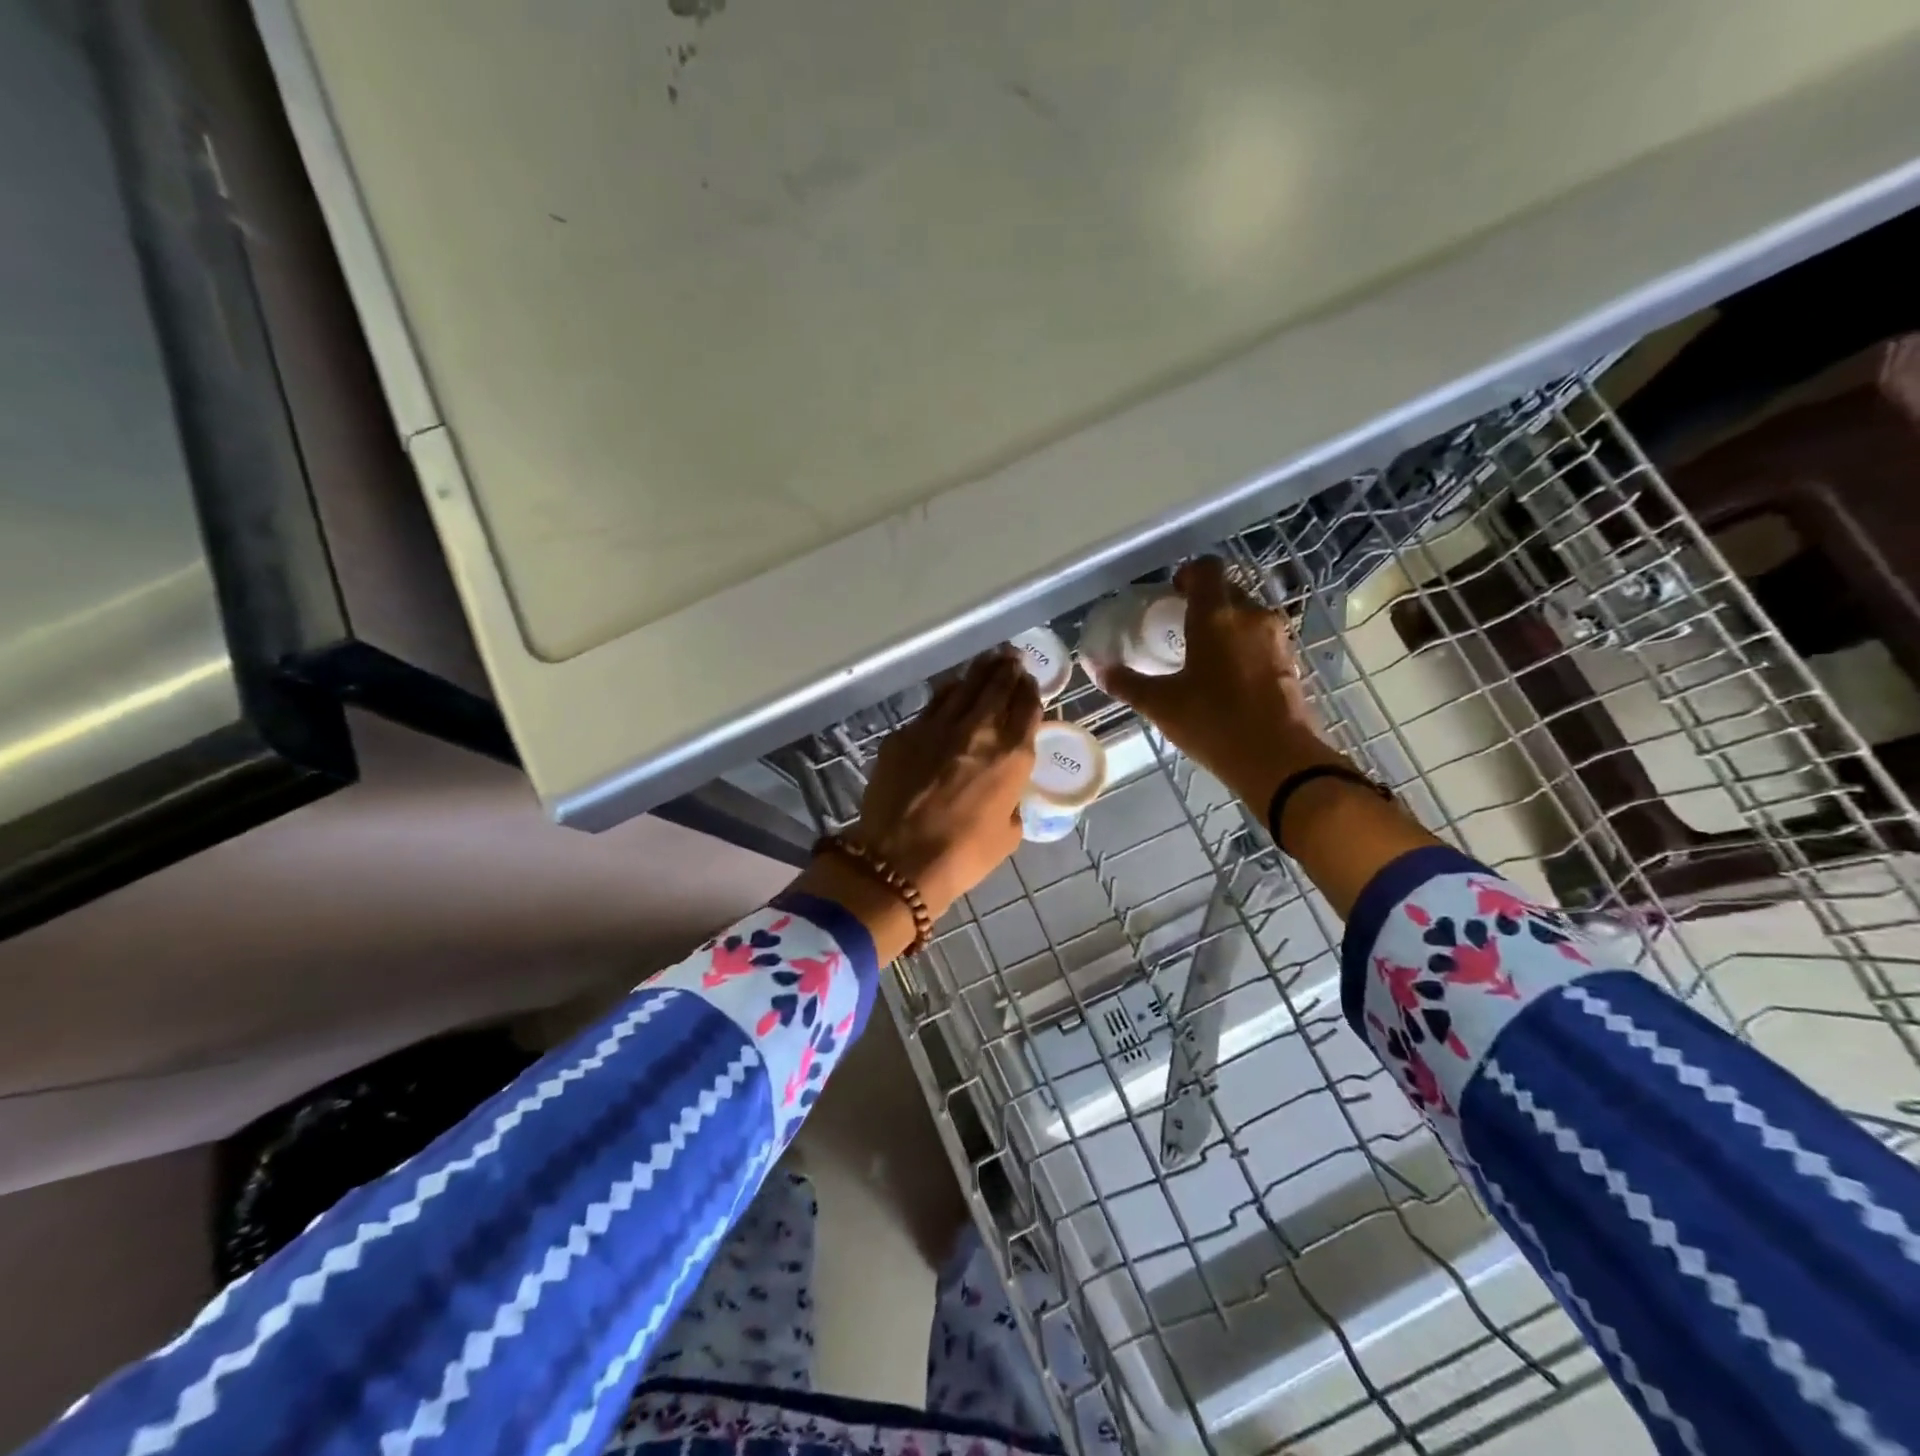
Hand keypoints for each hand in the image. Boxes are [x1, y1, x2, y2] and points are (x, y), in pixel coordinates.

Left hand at [847, 646, 1040, 918]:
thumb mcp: (1008, 833)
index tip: (1029, 681)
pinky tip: (950, 690)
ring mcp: (938, 726)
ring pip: (964, 686)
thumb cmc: (963, 855)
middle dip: (1008, 669)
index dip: (1030, 690)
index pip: (1027, 707)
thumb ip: (1011, 800)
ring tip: (988, 661)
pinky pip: (933, 703)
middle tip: (1012, 658)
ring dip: (980, 671)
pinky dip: (948, 693)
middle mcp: (979, 730)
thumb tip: (1003, 790)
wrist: (899, 860)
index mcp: (1012, 755)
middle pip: (997, 686)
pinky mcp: (906, 733)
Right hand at [1092, 557, 1333, 808]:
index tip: (1172, 594)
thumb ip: (1127, 683)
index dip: (1187, 574)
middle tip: (1180, 627)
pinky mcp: (1291, 662)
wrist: (1278, 759)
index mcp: (1216, 615)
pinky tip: (1228, 678)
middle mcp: (1251, 616)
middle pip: (1228, 591)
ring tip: (1203, 655)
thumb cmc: (1214, 722)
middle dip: (1205, 602)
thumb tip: (1099, 669)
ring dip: (1226, 626)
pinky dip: (1244, 648)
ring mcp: (1277, 638)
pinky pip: (1262, 641)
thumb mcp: (1161, 705)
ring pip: (1247, 616)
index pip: (1206, 569)